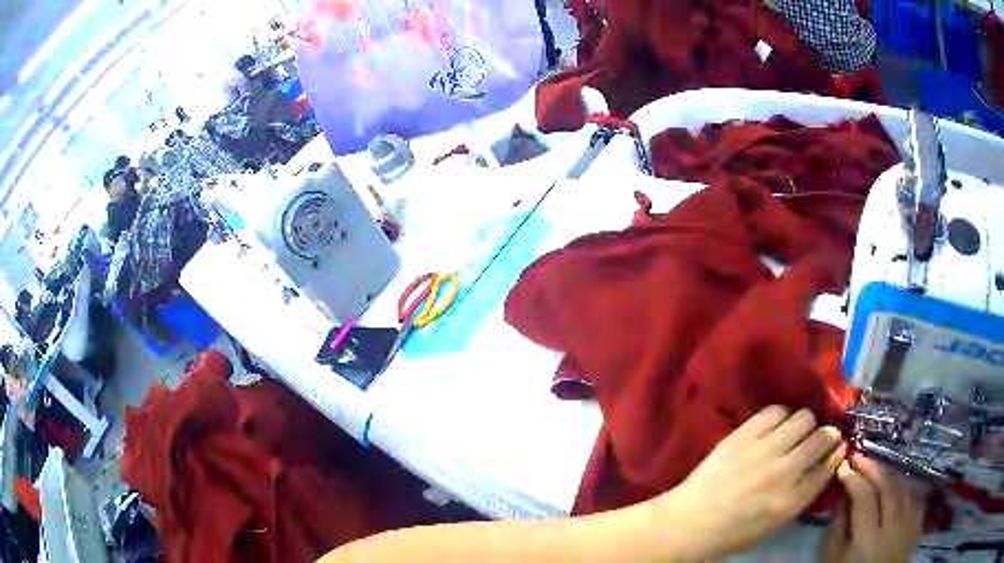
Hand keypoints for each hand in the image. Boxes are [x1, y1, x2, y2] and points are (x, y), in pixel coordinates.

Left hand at [655, 406, 845, 559]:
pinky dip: (781, 415)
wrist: (690, 521)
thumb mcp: (773, 525)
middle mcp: (784, 471)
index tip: (837, 447)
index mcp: (792, 500)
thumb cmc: (731, 532)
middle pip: (821, 438)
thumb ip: (799, 496)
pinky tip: (776, 424)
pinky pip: (775, 411)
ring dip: (805, 423)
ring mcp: (764, 450)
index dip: (836, 453)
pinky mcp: (744, 435)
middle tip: (818, 436)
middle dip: (826, 434)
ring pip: (803, 418)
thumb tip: (820, 467)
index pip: (828, 466)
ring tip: (796, 430)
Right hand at [821, 454, 922, 562]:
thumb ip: (836, 530)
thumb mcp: (832, 560)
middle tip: (860, 456)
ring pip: (904, 487)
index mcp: (867, 541)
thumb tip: (842, 496)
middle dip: (873, 467)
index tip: (844, 465)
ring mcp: (909, 524)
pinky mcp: (918, 524)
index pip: (864, 497)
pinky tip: (894, 485)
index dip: (854, 478)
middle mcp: (893, 528)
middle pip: (888, 486)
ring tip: (876, 468)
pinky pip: (913, 497)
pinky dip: (903, 486)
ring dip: (889, 473)